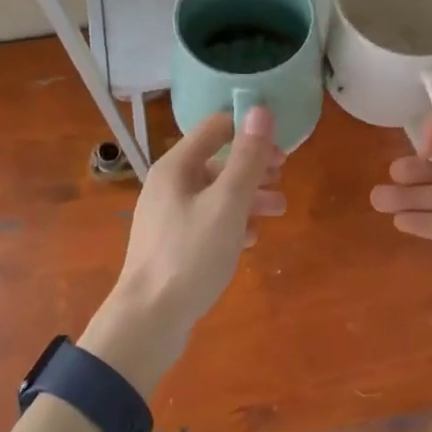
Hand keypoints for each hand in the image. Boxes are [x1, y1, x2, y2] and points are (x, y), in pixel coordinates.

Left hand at [80, 106, 283, 391]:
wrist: (148, 321)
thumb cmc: (190, 255)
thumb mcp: (227, 204)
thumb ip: (246, 158)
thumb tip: (260, 110)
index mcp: (176, 166)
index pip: (216, 128)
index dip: (249, 131)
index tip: (282, 149)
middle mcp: (168, 184)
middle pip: (216, 161)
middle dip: (253, 167)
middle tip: (284, 178)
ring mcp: (168, 216)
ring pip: (214, 193)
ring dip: (248, 196)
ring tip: (280, 210)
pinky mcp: (172, 244)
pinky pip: (207, 221)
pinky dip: (231, 223)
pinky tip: (252, 239)